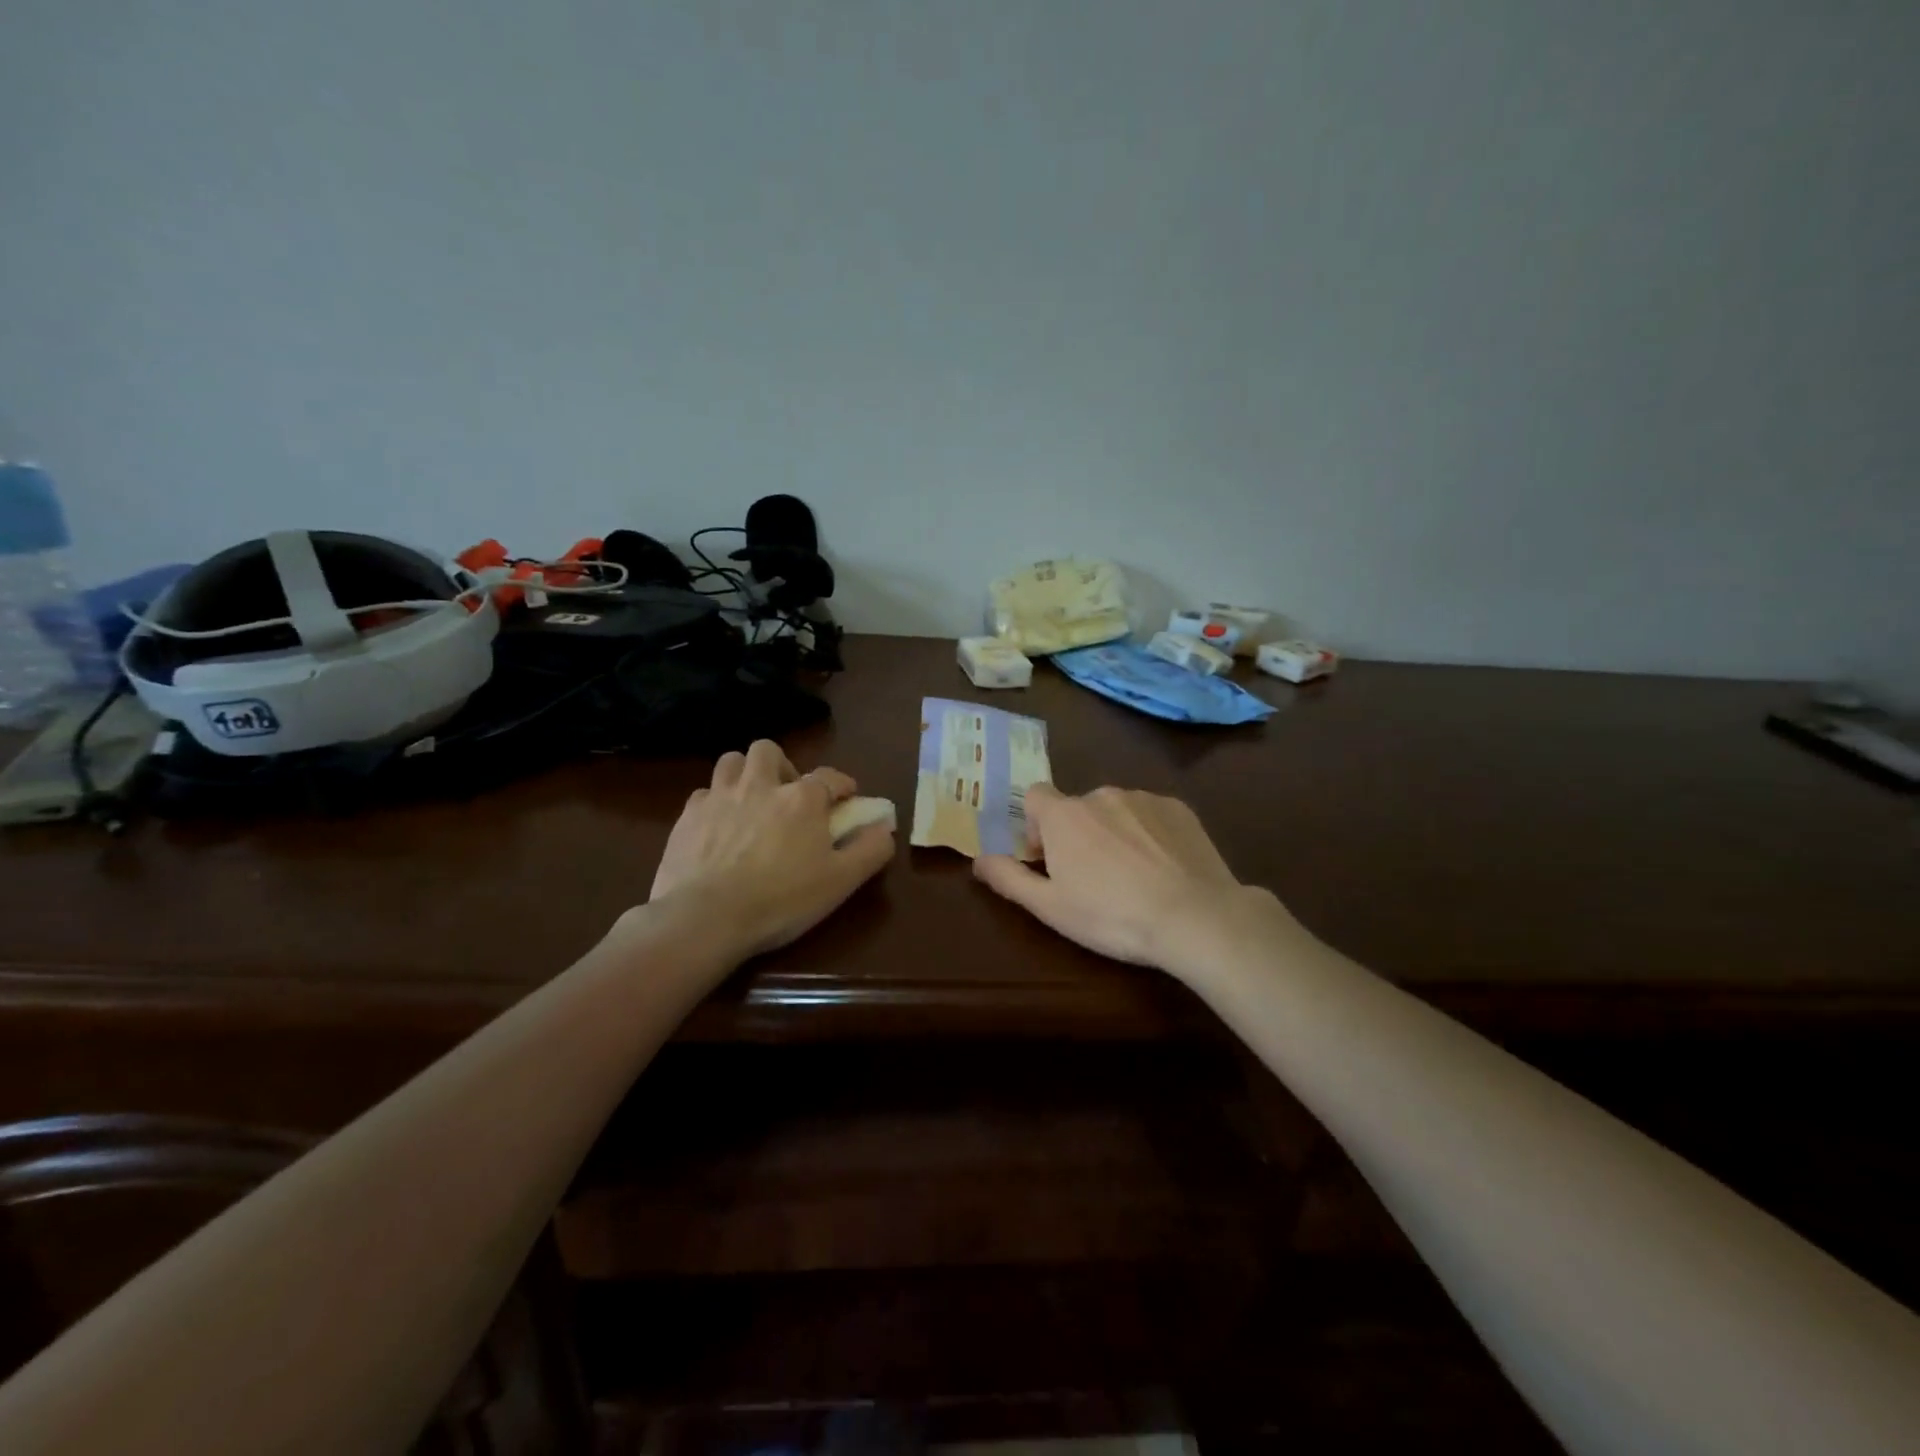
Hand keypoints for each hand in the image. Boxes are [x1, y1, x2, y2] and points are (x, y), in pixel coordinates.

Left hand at [647, 740, 893, 962]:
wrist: (705, 918)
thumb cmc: (781, 899)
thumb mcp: (841, 881)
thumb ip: (870, 850)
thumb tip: (884, 828)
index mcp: (802, 798)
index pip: (830, 777)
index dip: (842, 785)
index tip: (846, 798)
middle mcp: (760, 785)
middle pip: (769, 751)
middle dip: (782, 766)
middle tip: (786, 795)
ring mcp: (719, 797)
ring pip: (731, 761)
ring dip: (744, 773)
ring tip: (750, 801)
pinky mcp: (687, 816)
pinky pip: (703, 793)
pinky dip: (714, 803)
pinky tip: (718, 826)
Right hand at [973, 783, 1284, 974]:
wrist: (1194, 917)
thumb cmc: (1112, 916)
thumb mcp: (1050, 908)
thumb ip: (1009, 878)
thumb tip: (977, 859)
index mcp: (1064, 816)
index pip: (1035, 796)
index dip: (1035, 825)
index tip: (1048, 859)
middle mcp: (1101, 795)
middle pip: (1076, 807)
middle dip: (1077, 834)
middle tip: (1092, 877)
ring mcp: (1143, 798)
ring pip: (1115, 810)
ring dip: (1113, 832)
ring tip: (1132, 876)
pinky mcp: (1178, 808)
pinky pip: (1151, 815)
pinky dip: (1149, 834)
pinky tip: (1163, 868)